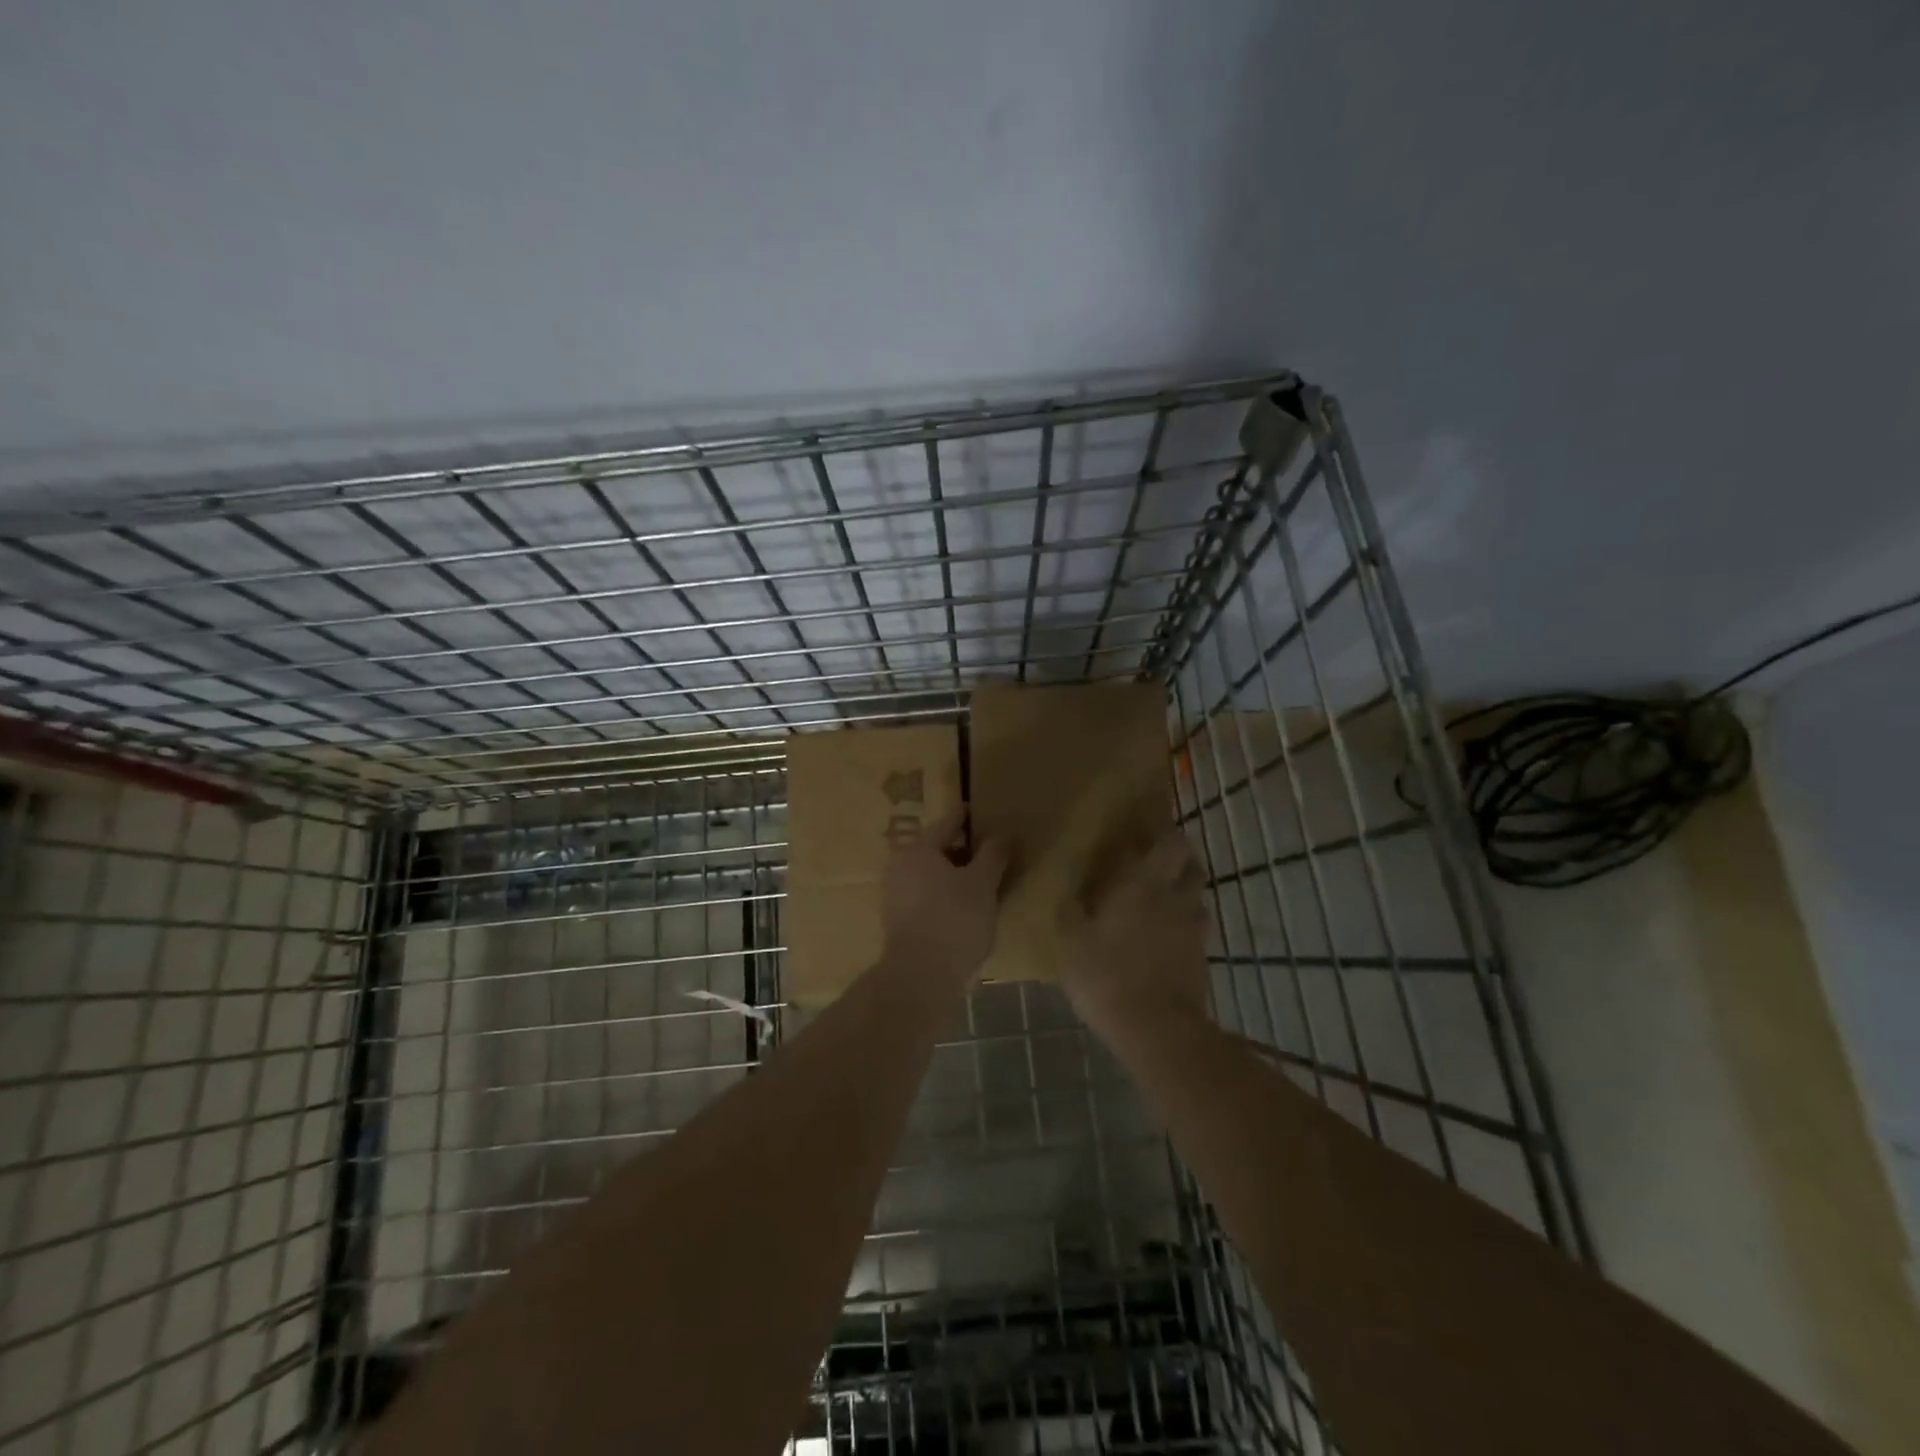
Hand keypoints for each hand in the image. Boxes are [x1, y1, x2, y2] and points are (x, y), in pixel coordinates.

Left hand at [880, 808, 1009, 987]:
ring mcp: (894, 895)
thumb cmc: (954, 920)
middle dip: (961, 849)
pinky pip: (925, 896)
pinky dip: (944, 894)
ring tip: (980, 880)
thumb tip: (1005, 832)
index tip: (978, 810)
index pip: (947, 823)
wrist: (920, 977)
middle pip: (936, 849)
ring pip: (930, 875)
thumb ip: (994, 854)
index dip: (965, 817)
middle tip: (987, 849)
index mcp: (918, 850)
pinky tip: (964, 907)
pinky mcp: (897, 922)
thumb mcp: (982, 884)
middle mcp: (899, 866)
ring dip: (953, 874)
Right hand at [1058, 829, 1209, 1044]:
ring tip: (1163, 900)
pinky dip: (1185, 925)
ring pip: (1197, 896)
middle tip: (1156, 862)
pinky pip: (1196, 929)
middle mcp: (1174, 897)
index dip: (1161, 832)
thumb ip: (1072, 910)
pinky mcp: (1202, 957)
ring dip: (1184, 891)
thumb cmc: (1106, 975)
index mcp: (1142, 883)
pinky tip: (1168, 937)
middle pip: (1191, 863)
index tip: (1146, 830)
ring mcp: (1193, 928)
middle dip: (1178, 857)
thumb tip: (1073, 892)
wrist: (1155, 1028)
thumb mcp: (1071, 941)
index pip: (1167, 842)